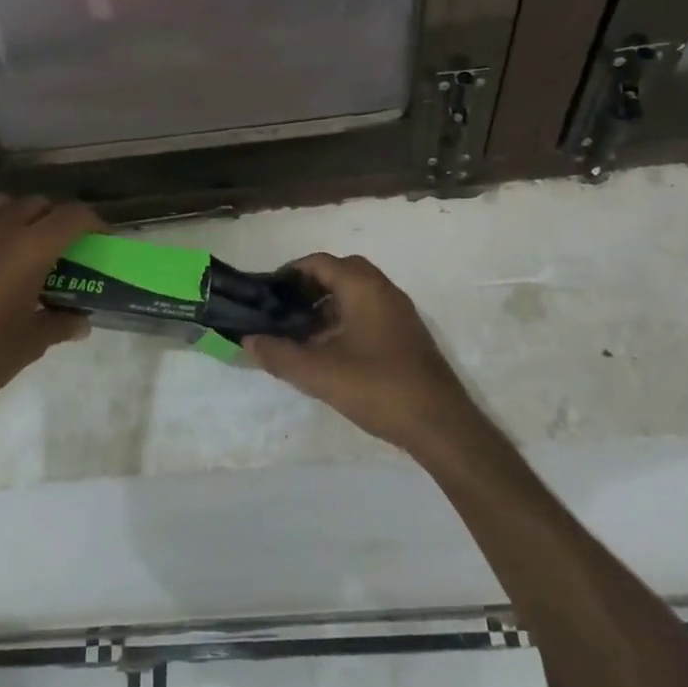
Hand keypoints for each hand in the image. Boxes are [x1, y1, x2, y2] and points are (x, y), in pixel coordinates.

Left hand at [0, 194, 100, 424]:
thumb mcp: (31, 342)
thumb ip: (61, 324)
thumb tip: (81, 322)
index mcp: (31, 248)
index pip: (72, 215)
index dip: (92, 221)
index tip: (99, 237)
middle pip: (36, 204)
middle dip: (53, 218)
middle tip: (58, 246)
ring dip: (16, 218)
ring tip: (17, 247)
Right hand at [246, 253, 477, 458]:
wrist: (440, 424)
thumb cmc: (377, 387)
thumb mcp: (319, 373)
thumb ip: (279, 355)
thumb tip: (248, 341)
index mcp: (363, 286)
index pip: (320, 262)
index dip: (291, 273)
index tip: (268, 293)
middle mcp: (383, 290)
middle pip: (339, 273)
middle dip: (309, 287)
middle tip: (284, 310)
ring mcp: (398, 312)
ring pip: (355, 294)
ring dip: (327, 306)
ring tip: (301, 333)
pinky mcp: (406, 334)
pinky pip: (369, 312)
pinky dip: (345, 320)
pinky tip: (331, 351)